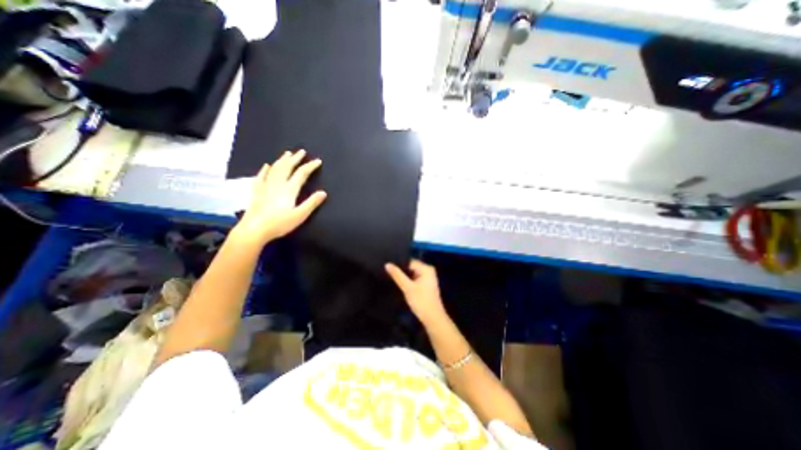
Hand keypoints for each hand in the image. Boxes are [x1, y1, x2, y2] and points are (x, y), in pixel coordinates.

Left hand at [234, 149, 325, 243]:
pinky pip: (261, 177)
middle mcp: (277, 184)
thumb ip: (311, 203)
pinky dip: (265, 170)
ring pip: (275, 169)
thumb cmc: (279, 224)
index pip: (301, 174)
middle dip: (295, 159)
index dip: (310, 166)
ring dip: (282, 160)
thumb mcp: (299, 215)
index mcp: (289, 189)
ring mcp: (265, 187)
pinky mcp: (257, 192)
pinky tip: (266, 166)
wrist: (254, 230)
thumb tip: (323, 192)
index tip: (318, 161)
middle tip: (301, 151)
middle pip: (287, 167)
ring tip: (287, 154)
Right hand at [384, 260, 447, 326]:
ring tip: (391, 277)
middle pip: (411, 267)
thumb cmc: (421, 301)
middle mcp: (428, 270)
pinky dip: (408, 281)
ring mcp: (427, 277)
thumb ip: (397, 275)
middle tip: (387, 272)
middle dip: (401, 270)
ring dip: (404, 276)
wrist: (432, 318)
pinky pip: (414, 278)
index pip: (409, 261)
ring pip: (412, 273)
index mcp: (426, 268)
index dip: (399, 264)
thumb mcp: (407, 287)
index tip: (387, 266)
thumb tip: (387, 264)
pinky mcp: (425, 284)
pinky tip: (399, 283)